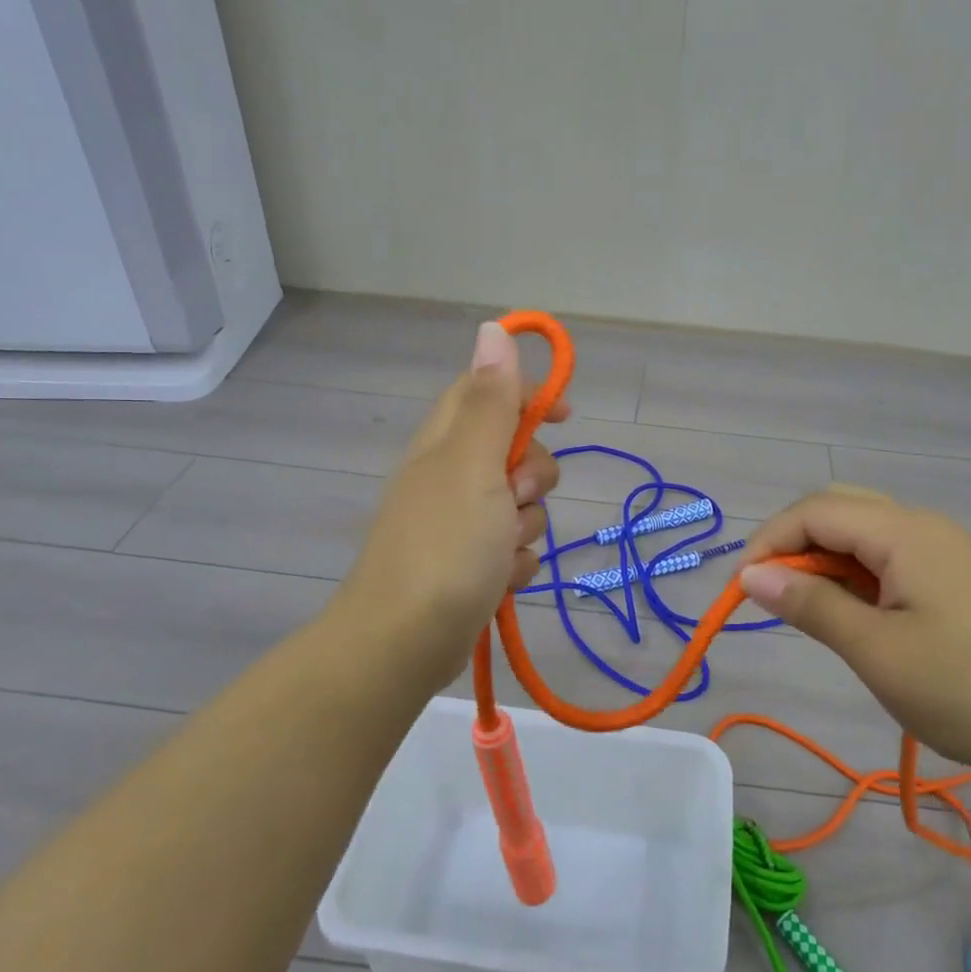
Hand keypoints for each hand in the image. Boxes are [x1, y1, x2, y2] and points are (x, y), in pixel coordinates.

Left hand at [336, 321, 566, 691]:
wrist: (406, 642)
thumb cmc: (445, 544)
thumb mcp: (473, 463)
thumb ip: (491, 401)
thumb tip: (492, 329)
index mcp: (445, 441)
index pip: (487, 391)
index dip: (527, 393)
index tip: (564, 413)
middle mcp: (450, 475)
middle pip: (515, 452)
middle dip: (533, 475)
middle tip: (515, 497)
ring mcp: (459, 522)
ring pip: (521, 505)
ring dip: (527, 526)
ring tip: (503, 551)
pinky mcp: (470, 564)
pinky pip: (514, 549)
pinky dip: (516, 563)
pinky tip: (501, 580)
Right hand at [737, 486, 970, 783]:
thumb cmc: (968, 689)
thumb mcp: (877, 652)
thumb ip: (811, 605)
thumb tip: (752, 575)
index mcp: (905, 533)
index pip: (816, 511)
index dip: (769, 541)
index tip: (742, 590)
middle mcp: (927, 526)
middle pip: (841, 508)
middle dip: (796, 542)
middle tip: (774, 593)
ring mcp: (951, 550)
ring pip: (868, 532)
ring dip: (828, 559)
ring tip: (812, 610)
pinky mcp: (965, 577)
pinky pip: (896, 557)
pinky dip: (860, 574)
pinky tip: (861, 614)